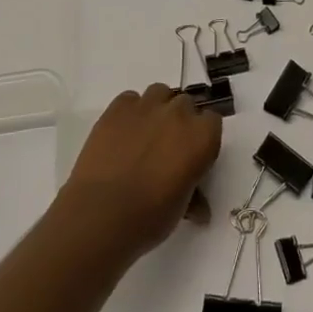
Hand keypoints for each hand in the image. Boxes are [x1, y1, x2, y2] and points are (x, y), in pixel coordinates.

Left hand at [56, 83, 222, 263]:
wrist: (100, 214)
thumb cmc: (149, 218)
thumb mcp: (181, 208)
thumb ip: (193, 193)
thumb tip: (199, 206)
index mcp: (202, 137)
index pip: (212, 122)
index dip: (202, 137)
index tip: (192, 154)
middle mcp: (178, 113)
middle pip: (186, 104)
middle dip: (179, 122)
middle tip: (167, 147)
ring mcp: (147, 106)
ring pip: (159, 93)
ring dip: (157, 109)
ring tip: (145, 134)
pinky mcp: (117, 107)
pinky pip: (130, 99)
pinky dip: (130, 112)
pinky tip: (122, 133)